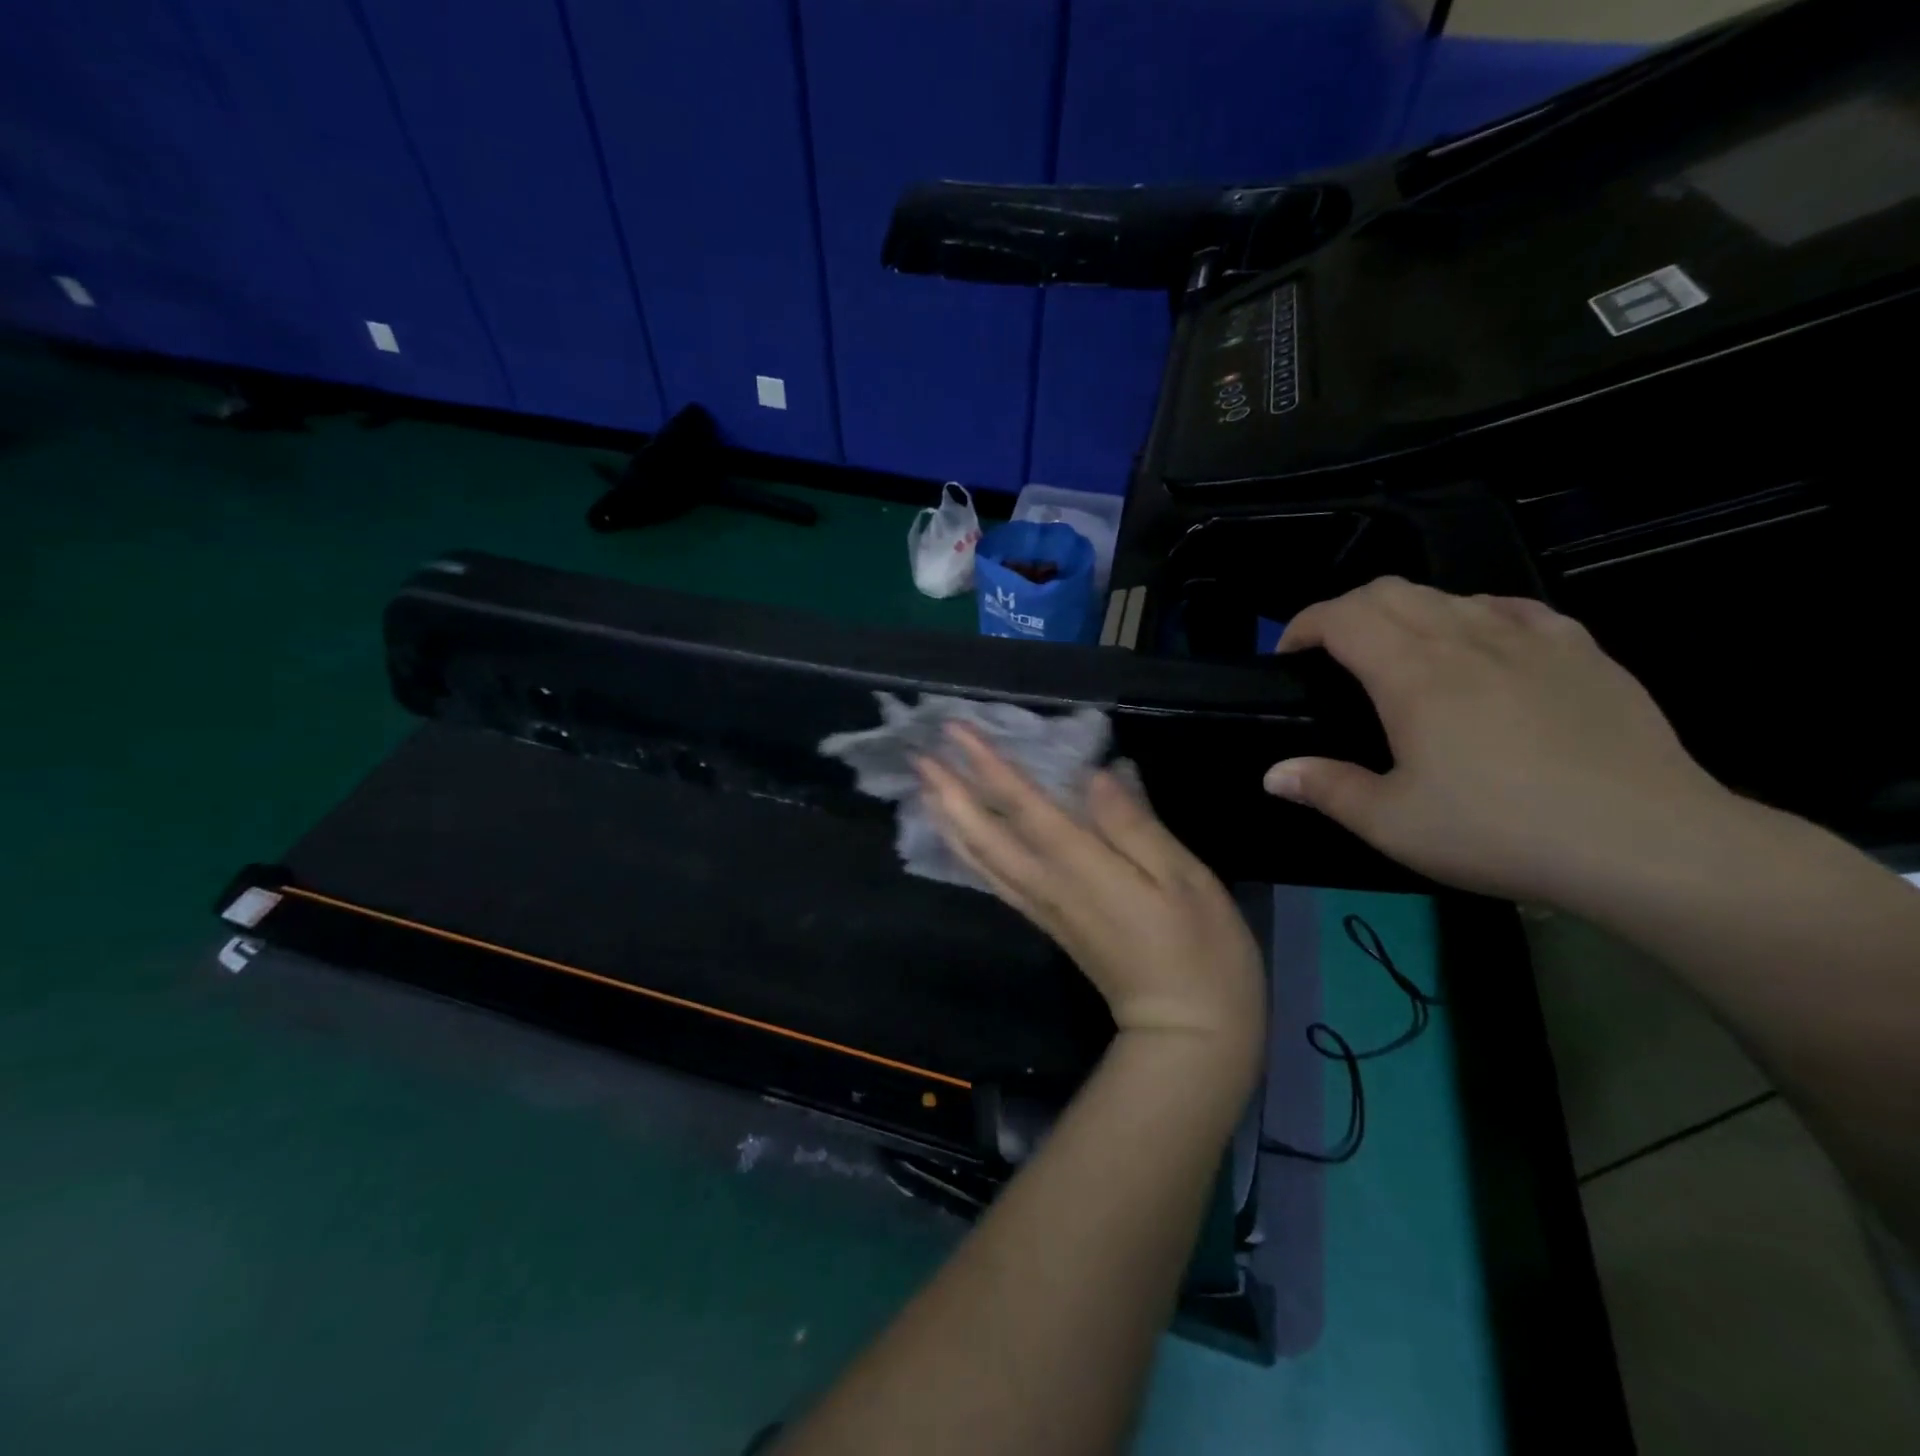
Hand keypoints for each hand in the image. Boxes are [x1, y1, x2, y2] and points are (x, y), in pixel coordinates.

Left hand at [918, 725, 1265, 1072]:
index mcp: (1080, 867)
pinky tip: (961, 839)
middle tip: (920, 755)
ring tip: (925, 789)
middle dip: (949, 791)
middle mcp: (1047, 885)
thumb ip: (1135, 825)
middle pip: (983, 833)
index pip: (1021, 805)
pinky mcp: (1046, 923)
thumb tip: (1096, 775)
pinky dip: (968, 853)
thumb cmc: (1200, 950)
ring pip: (979, 859)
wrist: (1186, 1034)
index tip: (955, 730)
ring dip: (949, 820)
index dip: (986, 765)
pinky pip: (993, 880)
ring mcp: (1042, 907)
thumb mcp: (1185, 879)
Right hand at [1264, 577, 1738, 909]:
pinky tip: (1479, 647)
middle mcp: (1465, 639)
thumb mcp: (1393, 824)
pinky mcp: (1582, 651)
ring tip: (1399, 655)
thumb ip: (1326, 789)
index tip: (1287, 655)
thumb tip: (1273, 773)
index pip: (1342, 616)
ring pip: (1448, 595)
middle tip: (1332, 654)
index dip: (1303, 625)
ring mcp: (1530, 638)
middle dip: (1346, 611)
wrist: (1646, 842)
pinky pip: (1512, 609)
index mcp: (1413, 675)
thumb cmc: (1500, 831)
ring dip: (1405, 612)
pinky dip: (1474, 615)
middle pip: (1390, 591)